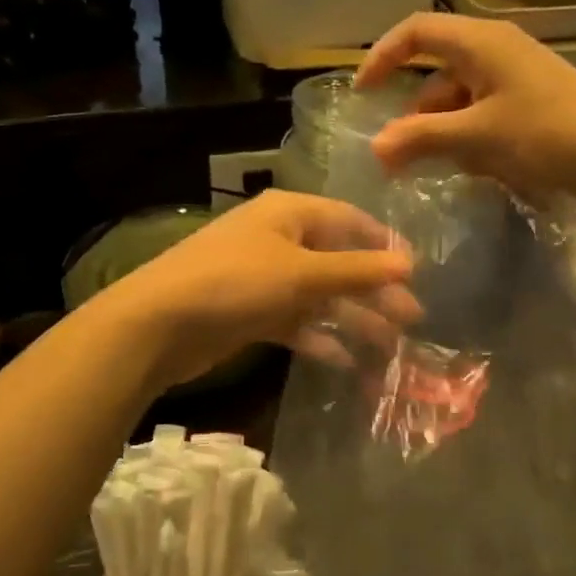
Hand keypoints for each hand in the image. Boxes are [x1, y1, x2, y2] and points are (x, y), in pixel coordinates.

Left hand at [94, 190, 420, 389]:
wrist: (159, 324)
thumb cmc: (236, 282)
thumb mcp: (302, 273)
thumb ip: (357, 270)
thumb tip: (409, 265)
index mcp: (290, 214)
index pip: (349, 219)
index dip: (383, 243)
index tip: (416, 272)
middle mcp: (279, 240)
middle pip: (338, 262)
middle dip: (374, 291)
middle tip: (412, 319)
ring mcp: (264, 278)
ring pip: (319, 296)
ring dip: (352, 319)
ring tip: (389, 348)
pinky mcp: (252, 313)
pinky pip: (296, 322)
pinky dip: (319, 339)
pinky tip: (346, 361)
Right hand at [355, 13, 575, 207]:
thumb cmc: (547, 135)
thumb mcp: (477, 137)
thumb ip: (422, 138)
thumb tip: (375, 148)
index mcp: (481, 42)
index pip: (416, 32)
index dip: (383, 57)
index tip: (362, 94)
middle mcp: (497, 50)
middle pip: (436, 69)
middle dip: (412, 111)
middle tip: (393, 151)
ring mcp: (516, 77)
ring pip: (459, 96)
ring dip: (439, 129)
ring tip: (428, 167)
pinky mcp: (531, 102)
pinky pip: (483, 112)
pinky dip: (467, 135)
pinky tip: (469, 166)